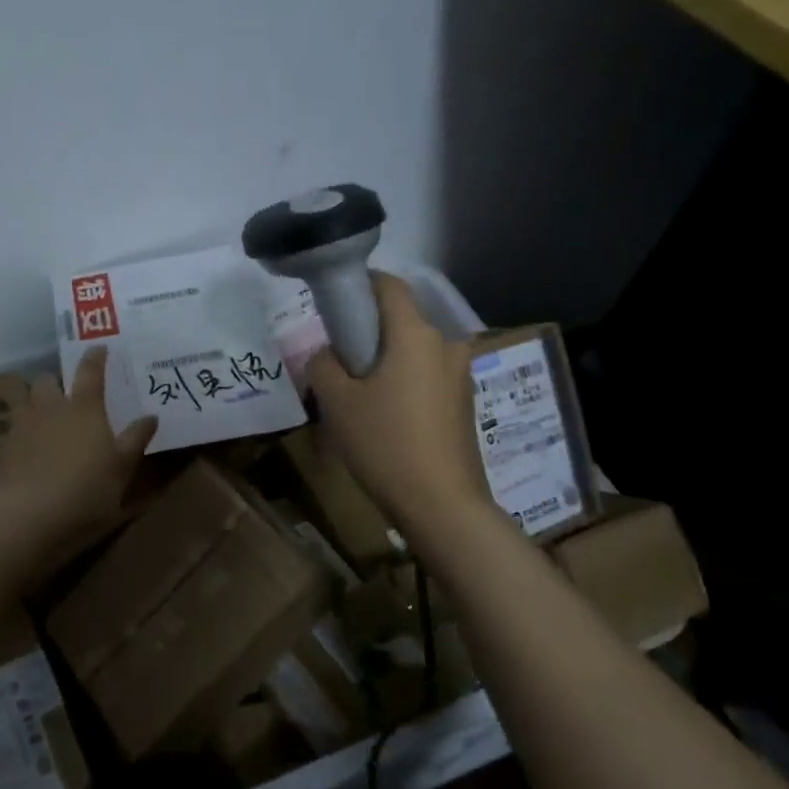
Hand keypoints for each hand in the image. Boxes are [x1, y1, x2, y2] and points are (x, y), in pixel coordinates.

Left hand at [0, 346, 156, 545]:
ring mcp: (22, 427)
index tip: (98, 348)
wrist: (32, 516)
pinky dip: (20, 435)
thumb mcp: (123, 468)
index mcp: (84, 408)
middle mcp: (50, 408)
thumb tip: (151, 417)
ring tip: (42, 419)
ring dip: (32, 404)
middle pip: (46, 380)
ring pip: (23, 402)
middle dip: (54, 382)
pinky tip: (26, 452)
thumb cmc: (88, 489)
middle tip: (64, 394)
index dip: (95, 357)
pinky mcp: (2, 450)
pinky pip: (11, 432)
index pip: (90, 371)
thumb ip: (136, 439)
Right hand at [306, 273, 493, 530]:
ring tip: (361, 392)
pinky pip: (428, 373)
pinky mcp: (464, 400)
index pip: (389, 284)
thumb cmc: (385, 443)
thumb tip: (329, 353)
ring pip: (415, 348)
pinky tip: (388, 414)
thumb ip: (324, 364)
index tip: (335, 305)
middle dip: (370, 329)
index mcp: (415, 333)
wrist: (442, 504)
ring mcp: (460, 372)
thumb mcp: (337, 402)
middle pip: (402, 317)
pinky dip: (406, 379)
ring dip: (388, 358)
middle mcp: (445, 343)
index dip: (360, 285)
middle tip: (340, 358)